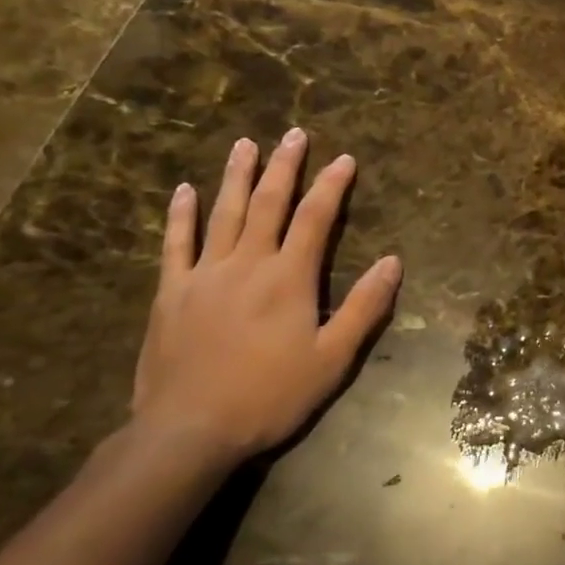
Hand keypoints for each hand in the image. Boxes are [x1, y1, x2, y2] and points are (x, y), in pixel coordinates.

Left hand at [132, 130, 402, 464]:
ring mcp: (204, 275)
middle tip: (293, 134)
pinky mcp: (170, 292)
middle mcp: (247, 263)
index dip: (332, 186)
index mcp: (289, 278)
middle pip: (269, 204)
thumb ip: (364, 307)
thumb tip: (393, 262)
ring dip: (237, 176)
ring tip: (245, 144)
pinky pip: (176, 244)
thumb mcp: (332, 359)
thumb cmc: (270, 396)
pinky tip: (184, 190)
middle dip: (285, 166)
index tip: (345, 159)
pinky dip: (181, 215)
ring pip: (224, 213)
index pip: (315, 219)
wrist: (189, 431)